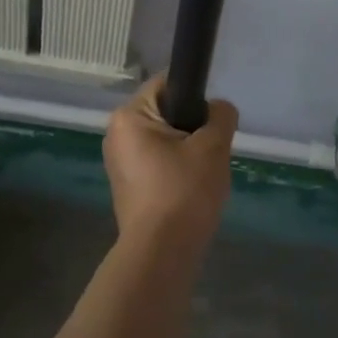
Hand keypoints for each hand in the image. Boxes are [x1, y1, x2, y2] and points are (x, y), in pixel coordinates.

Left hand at [102, 77, 236, 253]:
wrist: (161, 253)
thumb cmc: (184, 191)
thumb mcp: (213, 147)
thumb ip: (221, 116)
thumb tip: (219, 109)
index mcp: (129, 116)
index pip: (167, 84)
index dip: (196, 95)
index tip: (215, 119)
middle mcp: (116, 133)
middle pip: (165, 113)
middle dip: (192, 128)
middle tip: (212, 150)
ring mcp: (118, 162)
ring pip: (163, 140)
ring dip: (186, 151)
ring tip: (204, 174)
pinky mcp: (126, 186)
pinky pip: (156, 163)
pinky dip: (175, 170)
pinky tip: (191, 191)